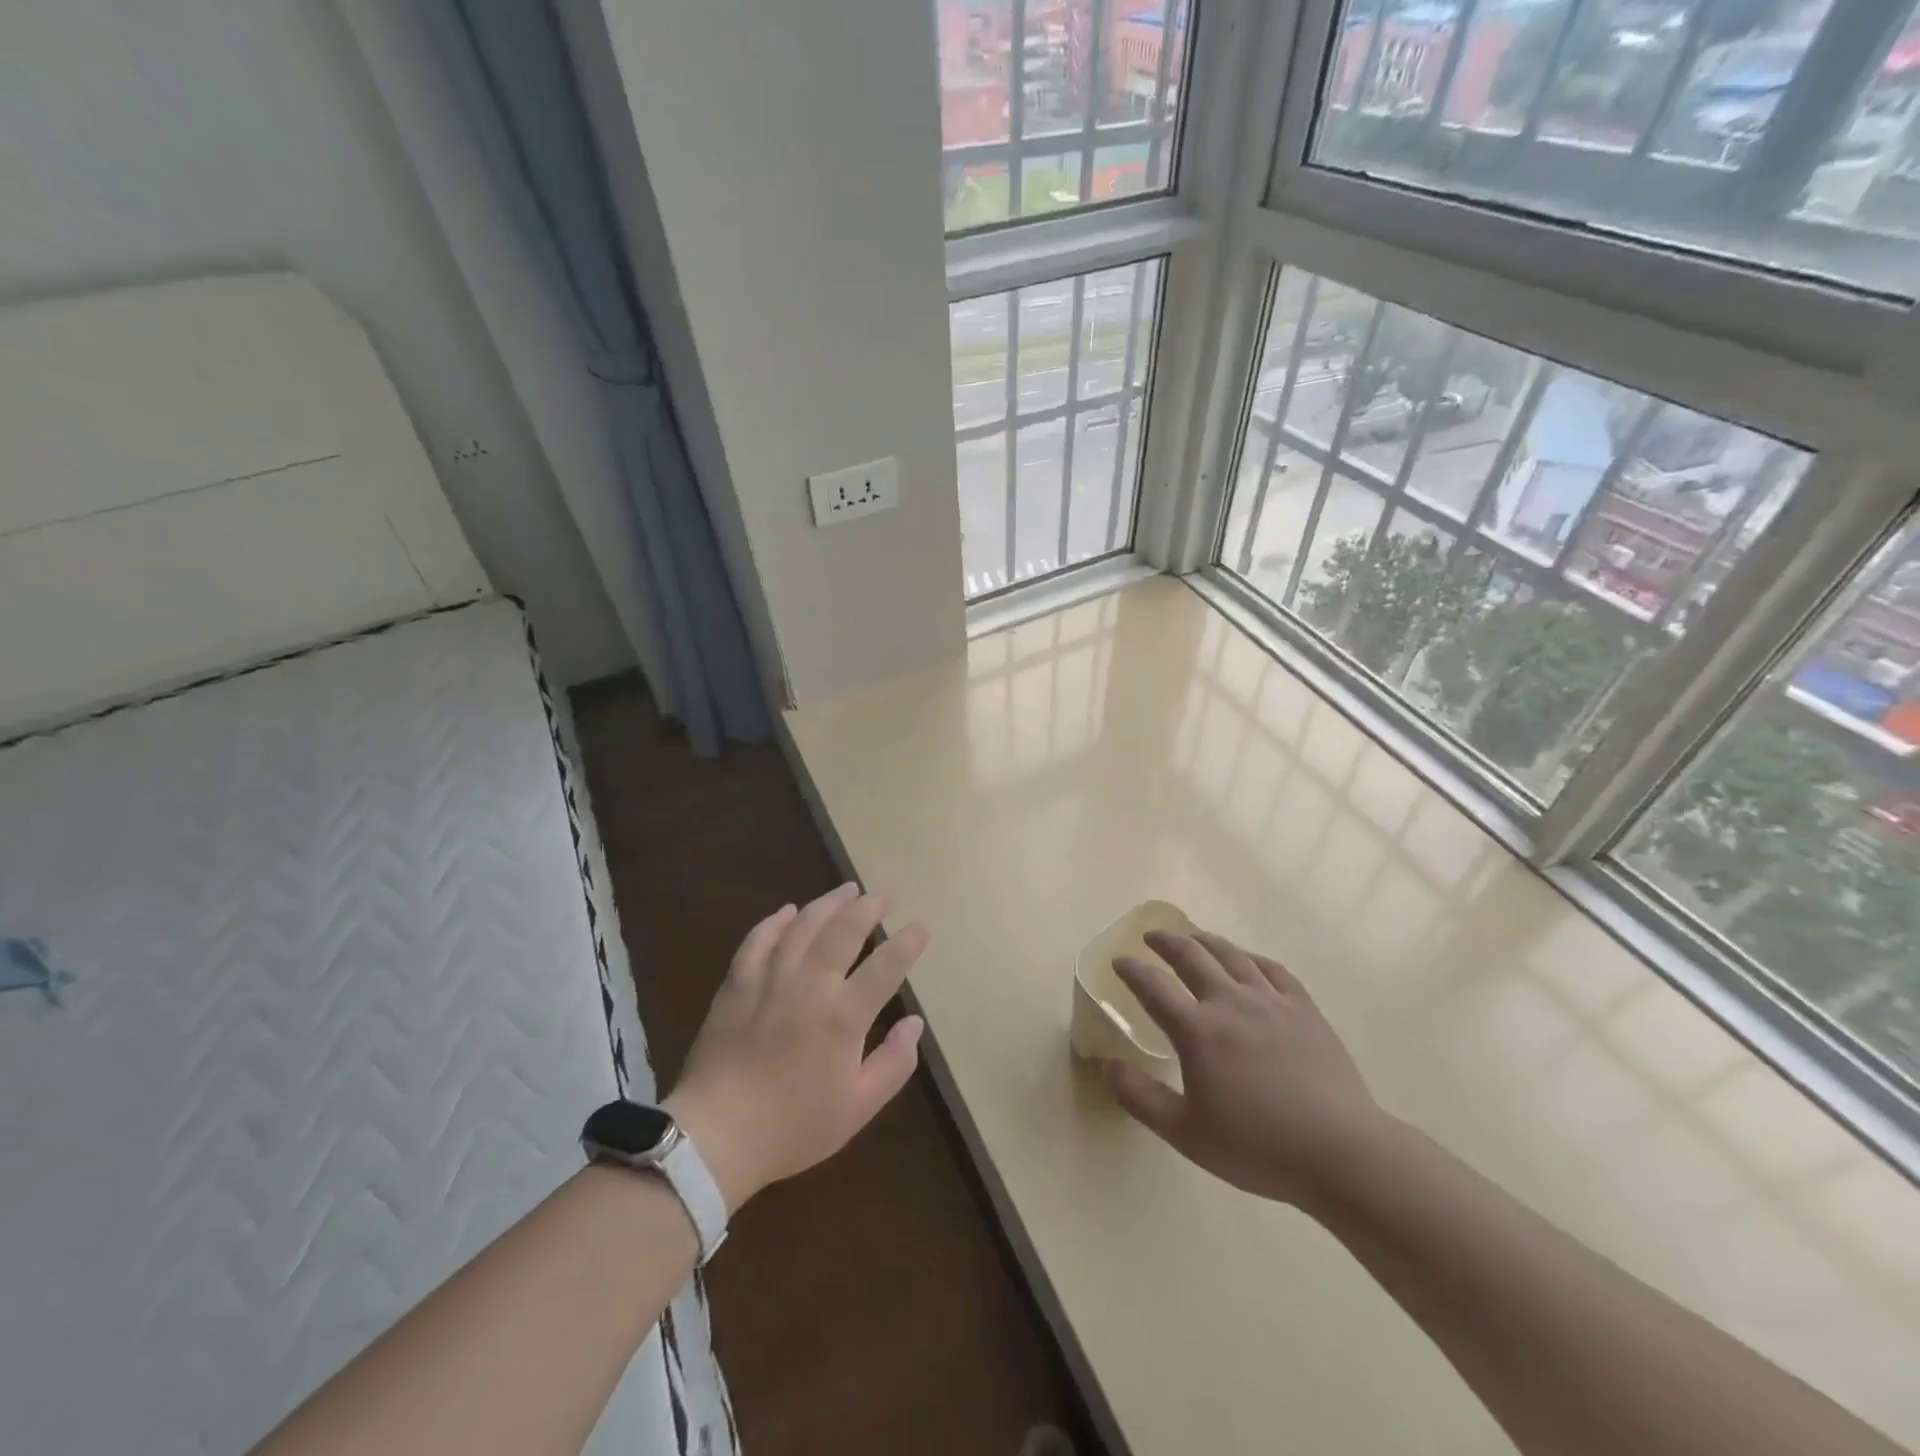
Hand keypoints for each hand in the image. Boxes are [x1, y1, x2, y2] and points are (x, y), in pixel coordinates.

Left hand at [663, 884, 928, 1212]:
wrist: (715, 1136)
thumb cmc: (793, 1126)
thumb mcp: (858, 1107)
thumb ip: (894, 1063)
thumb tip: (915, 1023)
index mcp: (844, 1014)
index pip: (886, 965)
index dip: (908, 943)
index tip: (920, 929)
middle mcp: (810, 984)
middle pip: (845, 930)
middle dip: (870, 907)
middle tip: (884, 895)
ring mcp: (770, 979)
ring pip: (803, 925)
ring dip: (828, 903)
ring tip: (847, 890)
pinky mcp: (737, 983)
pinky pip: (758, 939)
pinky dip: (775, 921)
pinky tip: (788, 911)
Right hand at [1102, 930, 1385, 1210]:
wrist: (1341, 1153)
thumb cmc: (1258, 1147)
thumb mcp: (1186, 1133)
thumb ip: (1140, 1097)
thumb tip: (1104, 1065)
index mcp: (1198, 1030)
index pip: (1153, 986)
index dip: (1131, 970)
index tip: (1118, 962)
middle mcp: (1230, 1002)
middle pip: (1191, 956)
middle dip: (1166, 942)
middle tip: (1151, 938)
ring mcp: (1270, 1000)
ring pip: (1231, 954)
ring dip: (1205, 940)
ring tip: (1192, 937)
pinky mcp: (1303, 1007)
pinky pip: (1271, 969)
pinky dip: (1250, 958)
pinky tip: (1246, 961)